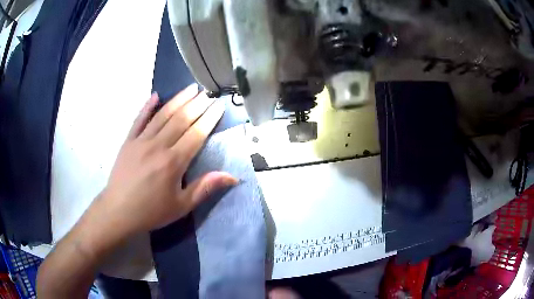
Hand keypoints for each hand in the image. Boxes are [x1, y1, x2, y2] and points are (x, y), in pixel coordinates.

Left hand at [98, 84, 236, 234]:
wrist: (118, 211)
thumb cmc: (151, 211)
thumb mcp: (181, 206)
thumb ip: (205, 188)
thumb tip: (232, 176)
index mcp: (173, 162)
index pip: (196, 134)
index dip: (209, 118)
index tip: (219, 105)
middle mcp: (158, 146)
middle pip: (181, 119)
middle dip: (197, 104)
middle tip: (208, 92)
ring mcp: (141, 141)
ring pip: (162, 115)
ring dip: (178, 100)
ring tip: (190, 88)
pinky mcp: (128, 141)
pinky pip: (138, 120)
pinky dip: (147, 107)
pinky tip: (155, 95)